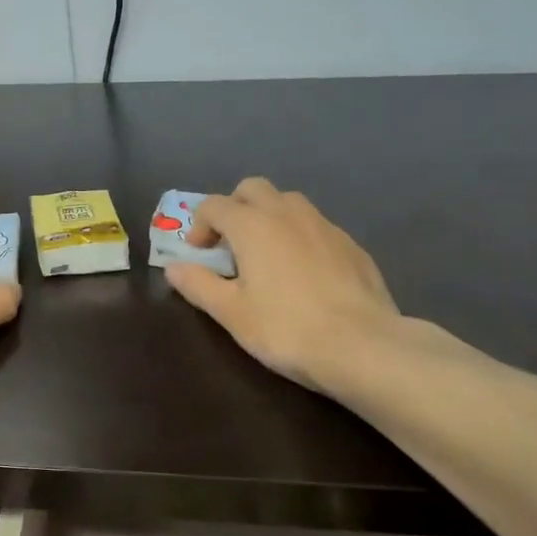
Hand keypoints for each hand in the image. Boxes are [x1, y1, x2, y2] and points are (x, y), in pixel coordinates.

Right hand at [165, 178, 402, 396]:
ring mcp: (325, 225)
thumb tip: (173, 267)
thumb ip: (198, 284)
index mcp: (253, 224)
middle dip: (234, 208)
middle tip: (229, 246)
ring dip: (268, 217)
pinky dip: (298, 236)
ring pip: (288, 202)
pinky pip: (315, 226)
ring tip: (266, 256)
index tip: (199, 256)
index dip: (198, 226)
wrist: (363, 346)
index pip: (214, 205)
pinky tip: (303, 274)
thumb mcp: (231, 313)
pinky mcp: (351, 245)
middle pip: (252, 189)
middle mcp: (288, 213)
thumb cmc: (286, 329)